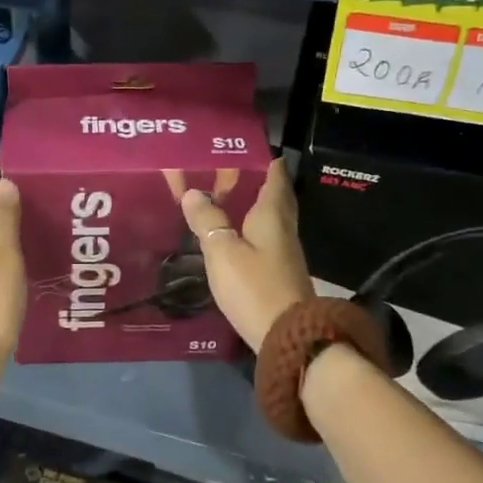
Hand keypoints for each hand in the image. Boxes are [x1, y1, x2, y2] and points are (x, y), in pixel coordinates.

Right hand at [180, 160, 313, 352]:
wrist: (288, 337)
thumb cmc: (254, 286)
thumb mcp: (223, 252)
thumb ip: (208, 221)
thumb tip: (193, 192)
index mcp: (272, 214)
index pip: (274, 175)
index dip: (262, 158)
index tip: (241, 146)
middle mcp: (283, 228)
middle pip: (275, 196)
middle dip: (256, 181)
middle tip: (228, 170)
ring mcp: (284, 252)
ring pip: (270, 218)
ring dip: (251, 205)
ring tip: (224, 197)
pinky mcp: (279, 273)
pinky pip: (264, 239)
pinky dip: (250, 228)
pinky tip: (233, 234)